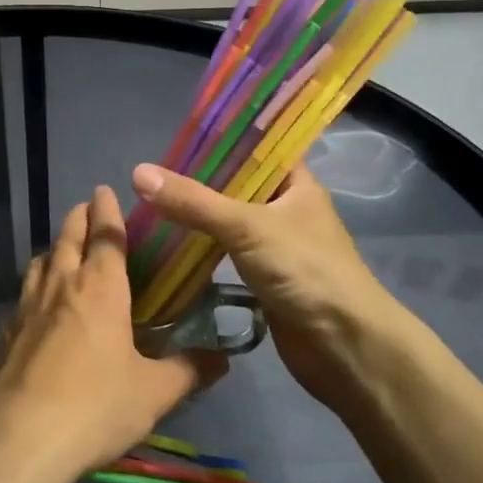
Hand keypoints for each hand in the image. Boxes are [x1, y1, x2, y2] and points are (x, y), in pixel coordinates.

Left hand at [0, 185, 225, 482]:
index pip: (105, 234)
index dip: (107, 209)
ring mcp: (26, 307)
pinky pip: (23, 294)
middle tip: (87, 208)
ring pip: (40, 262)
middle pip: (67, 237)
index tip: (105, 190)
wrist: (23, 439)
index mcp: (100, 288)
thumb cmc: (97, 407)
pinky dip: (35, 285)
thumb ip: (189, 371)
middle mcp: (61, 285)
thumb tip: (223, 359)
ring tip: (64, 251)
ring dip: (55, 248)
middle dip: (79, 218)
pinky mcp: (5, 332)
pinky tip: (39, 305)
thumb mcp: (154, 393)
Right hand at [130, 162, 431, 414]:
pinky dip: (202, 249)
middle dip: (199, 181)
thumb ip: (194, 202)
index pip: (257, 147)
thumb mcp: (246, 226)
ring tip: (151, 205)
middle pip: (236, 185)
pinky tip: (169, 246)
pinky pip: (226, 254)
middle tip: (151, 174)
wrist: (344, 345)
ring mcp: (276, 246)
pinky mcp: (264, 278)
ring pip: (229, 221)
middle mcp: (286, 209)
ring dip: (198, 217)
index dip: (221, 139)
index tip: (177, 137)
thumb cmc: (306, 271)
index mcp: (295, 184)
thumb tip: (138, 173)